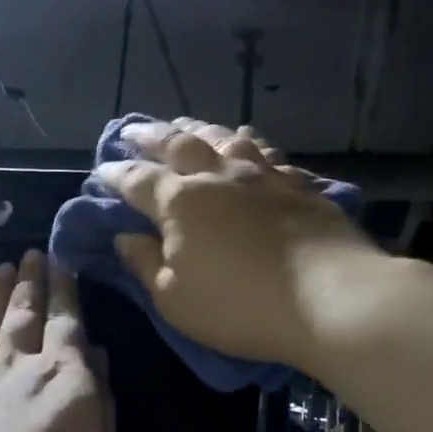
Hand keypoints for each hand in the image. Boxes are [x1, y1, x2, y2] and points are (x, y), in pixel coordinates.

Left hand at [0, 250, 116, 431]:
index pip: (66, 322)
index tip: (60, 261)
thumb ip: (101, 404)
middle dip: (29, 282)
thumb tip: (98, 358)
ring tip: (0, 269)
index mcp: (63, 376)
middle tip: (29, 254)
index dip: (64, 291)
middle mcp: (18, 366)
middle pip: (24, 314)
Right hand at [97, 117, 372, 371]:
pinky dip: (248, 142)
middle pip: (178, 144)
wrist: (332, 298)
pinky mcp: (298, 185)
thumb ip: (144, 264)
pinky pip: (266, 152)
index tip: (100, 169)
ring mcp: (262, 176)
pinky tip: (246, 141)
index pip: (137, 180)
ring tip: (185, 125)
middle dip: (150, 136)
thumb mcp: (174, 299)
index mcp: (180, 203)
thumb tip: (123, 237)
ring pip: (223, 138)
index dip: (115, 173)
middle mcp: (218, 176)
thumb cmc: (239, 306)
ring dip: (198, 128)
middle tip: (133, 131)